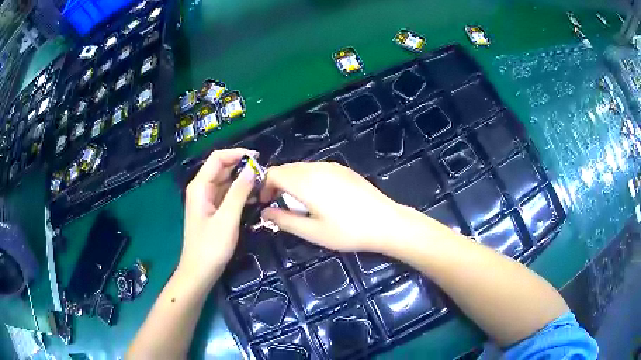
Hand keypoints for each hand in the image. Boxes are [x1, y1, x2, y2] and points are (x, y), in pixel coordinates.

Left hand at [180, 148, 256, 280]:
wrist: (200, 272)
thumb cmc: (211, 247)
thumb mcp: (227, 219)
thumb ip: (239, 192)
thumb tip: (252, 168)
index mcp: (200, 186)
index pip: (218, 158)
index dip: (237, 154)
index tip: (259, 160)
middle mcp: (201, 189)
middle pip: (222, 168)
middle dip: (242, 168)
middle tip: (265, 175)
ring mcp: (206, 200)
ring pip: (226, 181)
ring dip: (243, 181)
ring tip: (263, 186)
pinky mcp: (212, 210)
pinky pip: (227, 194)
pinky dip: (239, 193)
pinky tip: (254, 198)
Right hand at [260, 162, 408, 252]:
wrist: (385, 222)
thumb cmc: (347, 231)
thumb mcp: (312, 231)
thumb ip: (284, 220)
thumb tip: (264, 213)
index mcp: (305, 181)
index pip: (273, 173)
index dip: (263, 186)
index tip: (263, 203)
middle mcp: (316, 167)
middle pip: (286, 168)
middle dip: (276, 183)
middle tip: (277, 204)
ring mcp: (332, 166)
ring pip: (301, 168)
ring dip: (291, 181)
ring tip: (296, 203)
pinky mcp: (343, 169)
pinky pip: (316, 169)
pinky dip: (306, 178)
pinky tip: (317, 196)